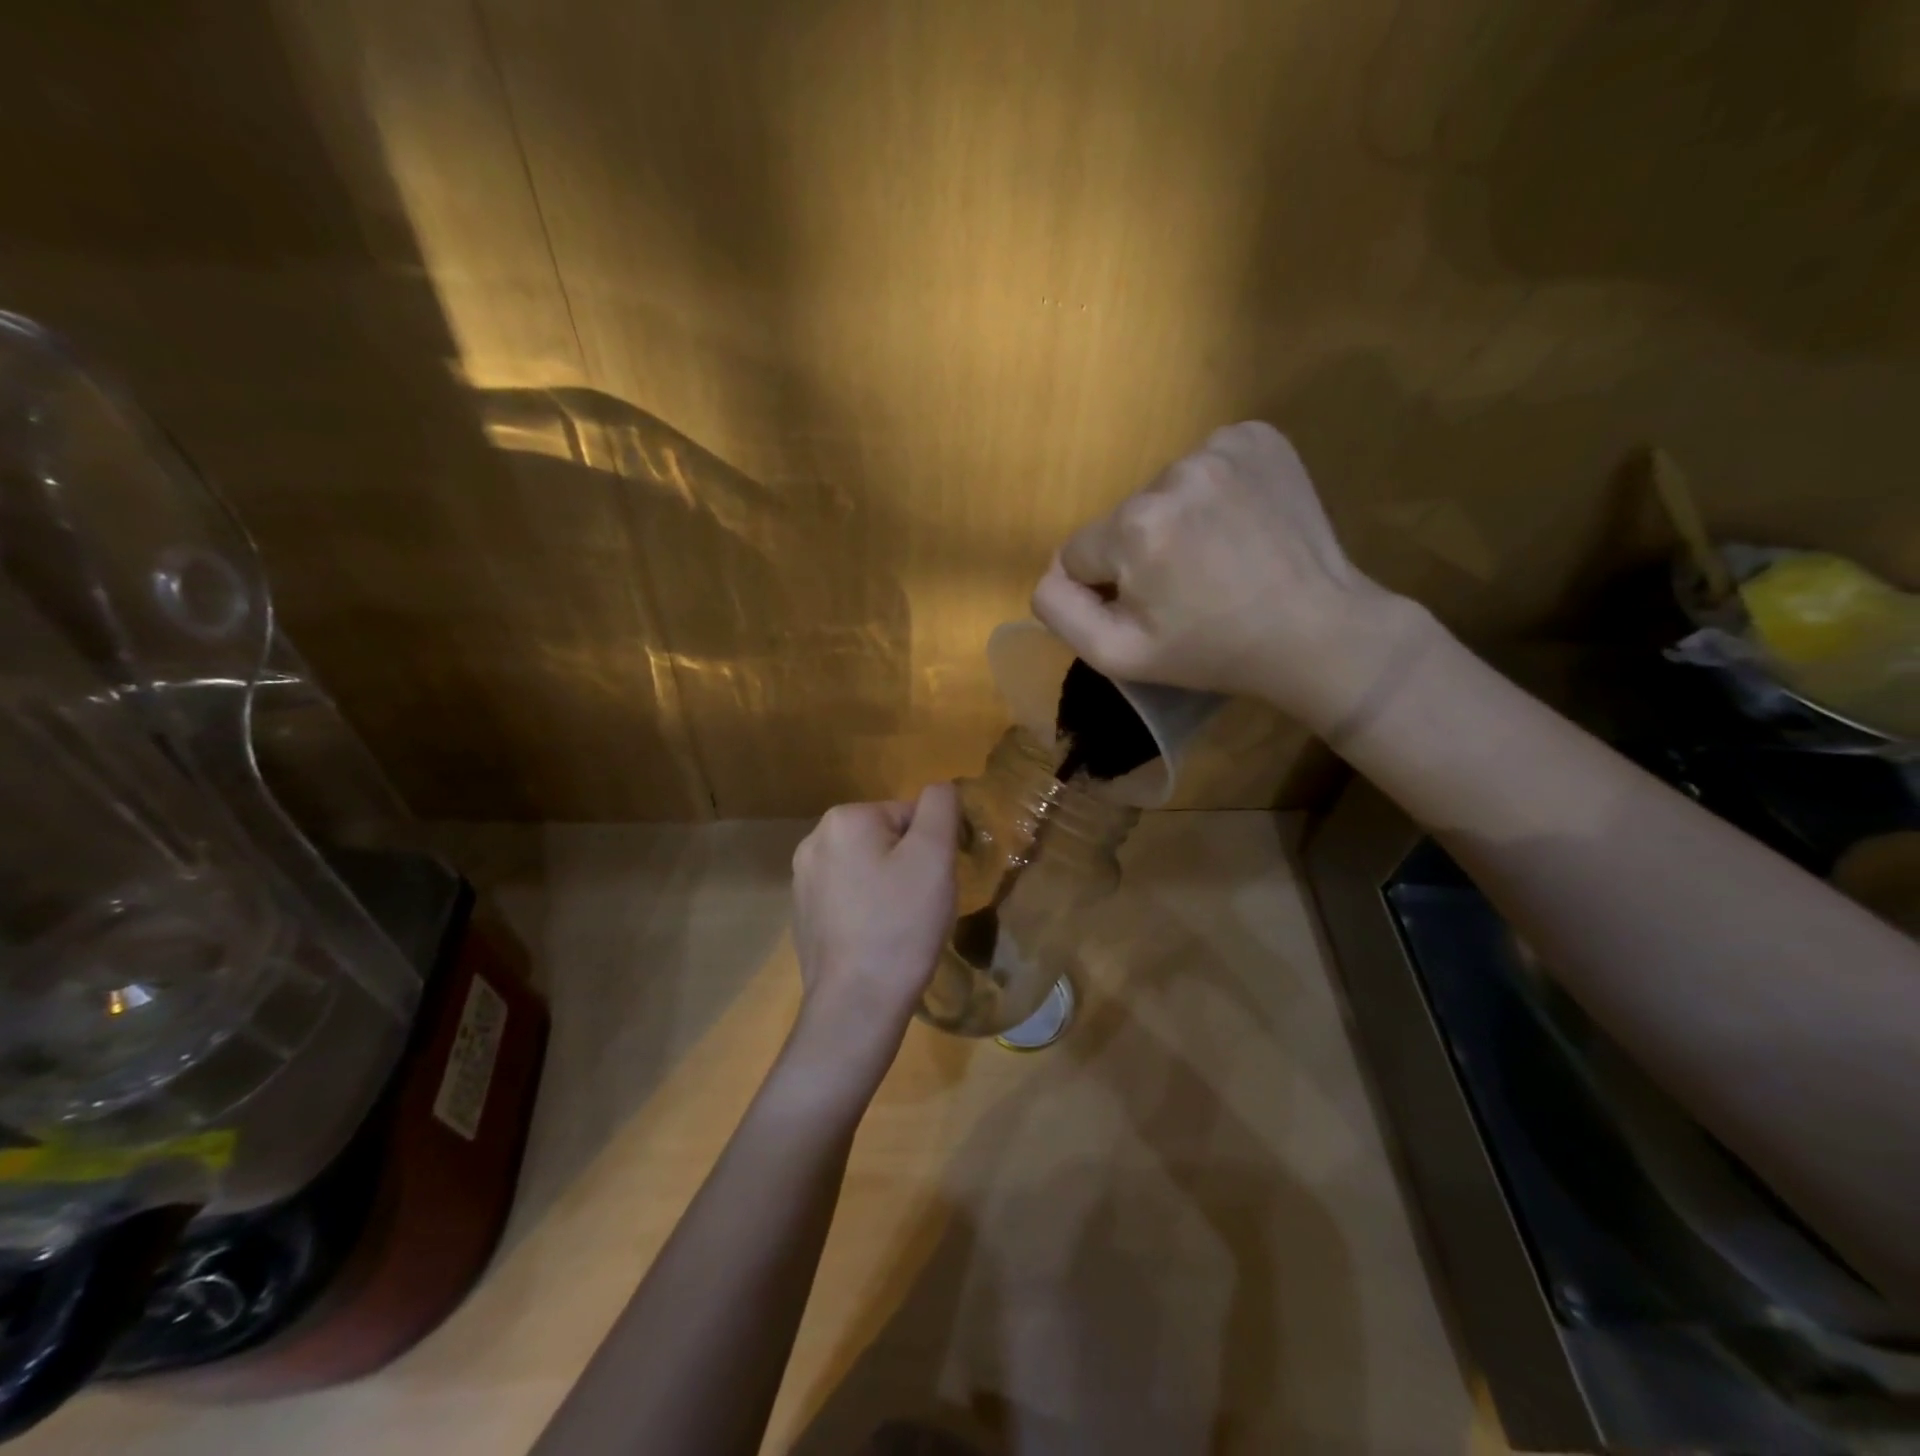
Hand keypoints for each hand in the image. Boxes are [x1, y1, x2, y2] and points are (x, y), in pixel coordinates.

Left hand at [788, 784, 959, 1087]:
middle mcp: (814, 841)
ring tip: (900, 926)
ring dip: (888, 888)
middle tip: (919, 906)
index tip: (932, 884)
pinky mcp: (802, 914)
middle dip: (908, 866)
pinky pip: (849, 897)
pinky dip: (867, 910)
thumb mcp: (934, 855)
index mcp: (844, 819)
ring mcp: (802, 880)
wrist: (856, 1003)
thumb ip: (940, 807)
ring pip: (868, 869)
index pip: (908, 815)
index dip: (931, 848)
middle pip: (886, 839)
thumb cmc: (901, 924)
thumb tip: (940, 787)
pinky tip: (877, 940)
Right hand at [1031, 421, 1431, 733]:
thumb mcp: (1119, 656)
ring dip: (1177, 521)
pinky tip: (1239, 525)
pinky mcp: (1259, 437)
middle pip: (1122, 518)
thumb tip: (1050, 574)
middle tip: (1188, 588)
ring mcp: (1222, 447)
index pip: (1079, 552)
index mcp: (1134, 526)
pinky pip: (1205, 462)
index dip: (1105, 588)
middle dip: (1140, 553)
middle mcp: (1173, 472)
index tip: (1150, 609)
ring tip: (1219, 557)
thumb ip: (1061, 612)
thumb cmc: (1213, 652)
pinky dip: (1212, 492)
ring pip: (1162, 491)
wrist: (1317, 631)